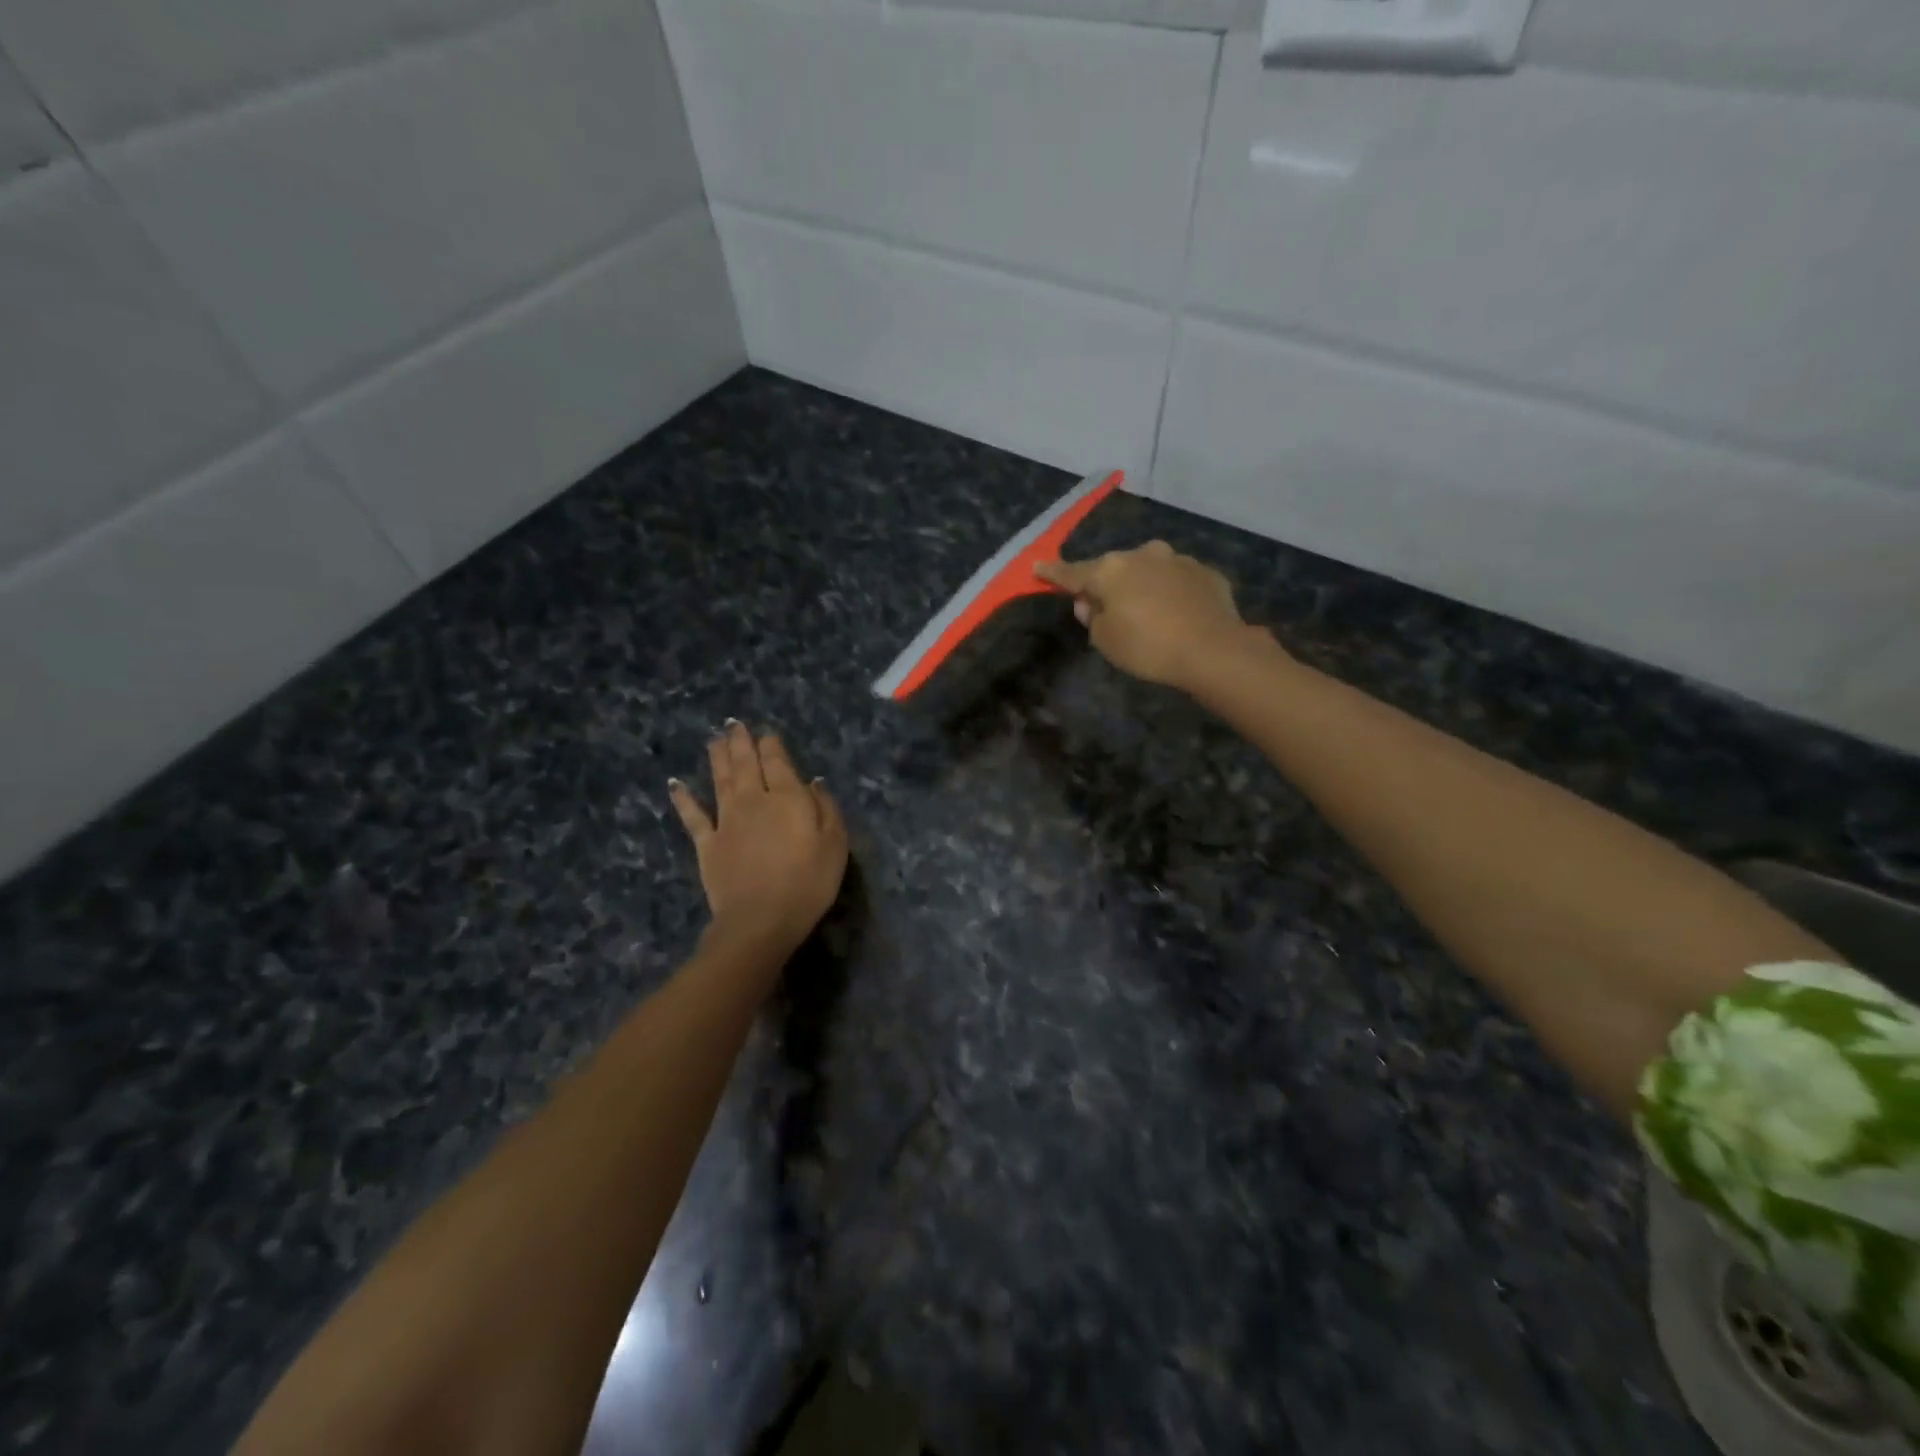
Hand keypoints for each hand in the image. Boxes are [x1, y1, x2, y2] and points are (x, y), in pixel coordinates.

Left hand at [669, 722, 847, 951]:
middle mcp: (753, 799)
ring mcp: (726, 820)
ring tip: (714, 739)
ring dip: (717, 757)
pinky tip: (675, 784)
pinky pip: (693, 815)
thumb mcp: (835, 844)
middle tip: (734, 724)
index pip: (777, 761)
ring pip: (720, 779)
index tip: (767, 733)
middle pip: (745, 763)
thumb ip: (826, 808)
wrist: (760, 920)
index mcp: (787, 797)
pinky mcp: (707, 843)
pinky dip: (683, 798)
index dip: (772, 744)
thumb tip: (814, 782)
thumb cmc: (808, 882)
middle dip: (741, 741)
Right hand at [1034, 541, 1268, 691]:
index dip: (1053, 573)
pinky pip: (1177, 581)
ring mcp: (1177, 560)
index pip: (1072, 573)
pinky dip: (1171, 593)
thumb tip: (1090, 603)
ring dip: (1142, 585)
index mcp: (1110, 571)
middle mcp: (1142, 555)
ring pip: (1148, 570)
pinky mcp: (1205, 572)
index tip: (1037, 567)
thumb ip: (1092, 618)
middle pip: (1114, 569)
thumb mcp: (1105, 641)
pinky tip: (1178, 614)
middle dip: (1106, 584)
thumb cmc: (1148, 647)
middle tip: (1105, 607)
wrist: (1214, 650)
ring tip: (1148, 612)